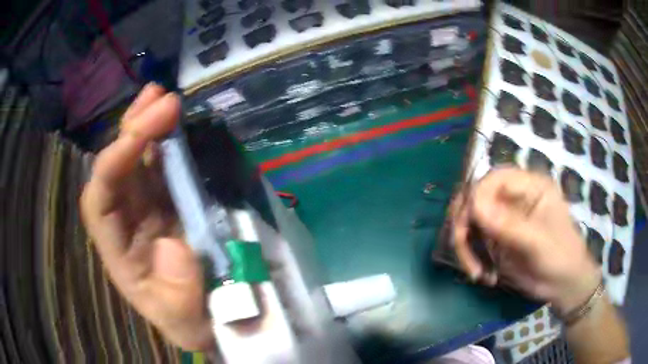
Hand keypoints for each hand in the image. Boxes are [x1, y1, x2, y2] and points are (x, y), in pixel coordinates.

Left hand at [80, 84, 214, 350]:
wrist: (211, 317)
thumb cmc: (192, 321)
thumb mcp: (185, 323)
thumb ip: (177, 297)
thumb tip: (172, 246)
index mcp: (118, 252)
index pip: (99, 201)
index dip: (112, 166)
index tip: (139, 137)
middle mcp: (125, 222)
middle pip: (116, 169)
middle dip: (132, 132)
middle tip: (159, 99)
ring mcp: (146, 207)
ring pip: (136, 159)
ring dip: (145, 124)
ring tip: (159, 95)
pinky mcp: (168, 200)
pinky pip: (161, 164)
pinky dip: (164, 138)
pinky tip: (170, 117)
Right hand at [450, 168, 600, 313]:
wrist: (563, 285)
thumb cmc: (560, 257)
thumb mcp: (538, 242)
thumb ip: (509, 224)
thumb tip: (473, 206)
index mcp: (530, 186)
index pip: (494, 179)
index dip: (475, 197)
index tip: (468, 228)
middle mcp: (513, 196)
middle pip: (475, 197)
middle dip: (464, 226)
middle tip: (466, 256)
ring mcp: (503, 217)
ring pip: (469, 221)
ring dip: (466, 247)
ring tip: (476, 273)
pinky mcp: (496, 237)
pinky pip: (473, 241)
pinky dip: (471, 258)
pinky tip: (483, 275)